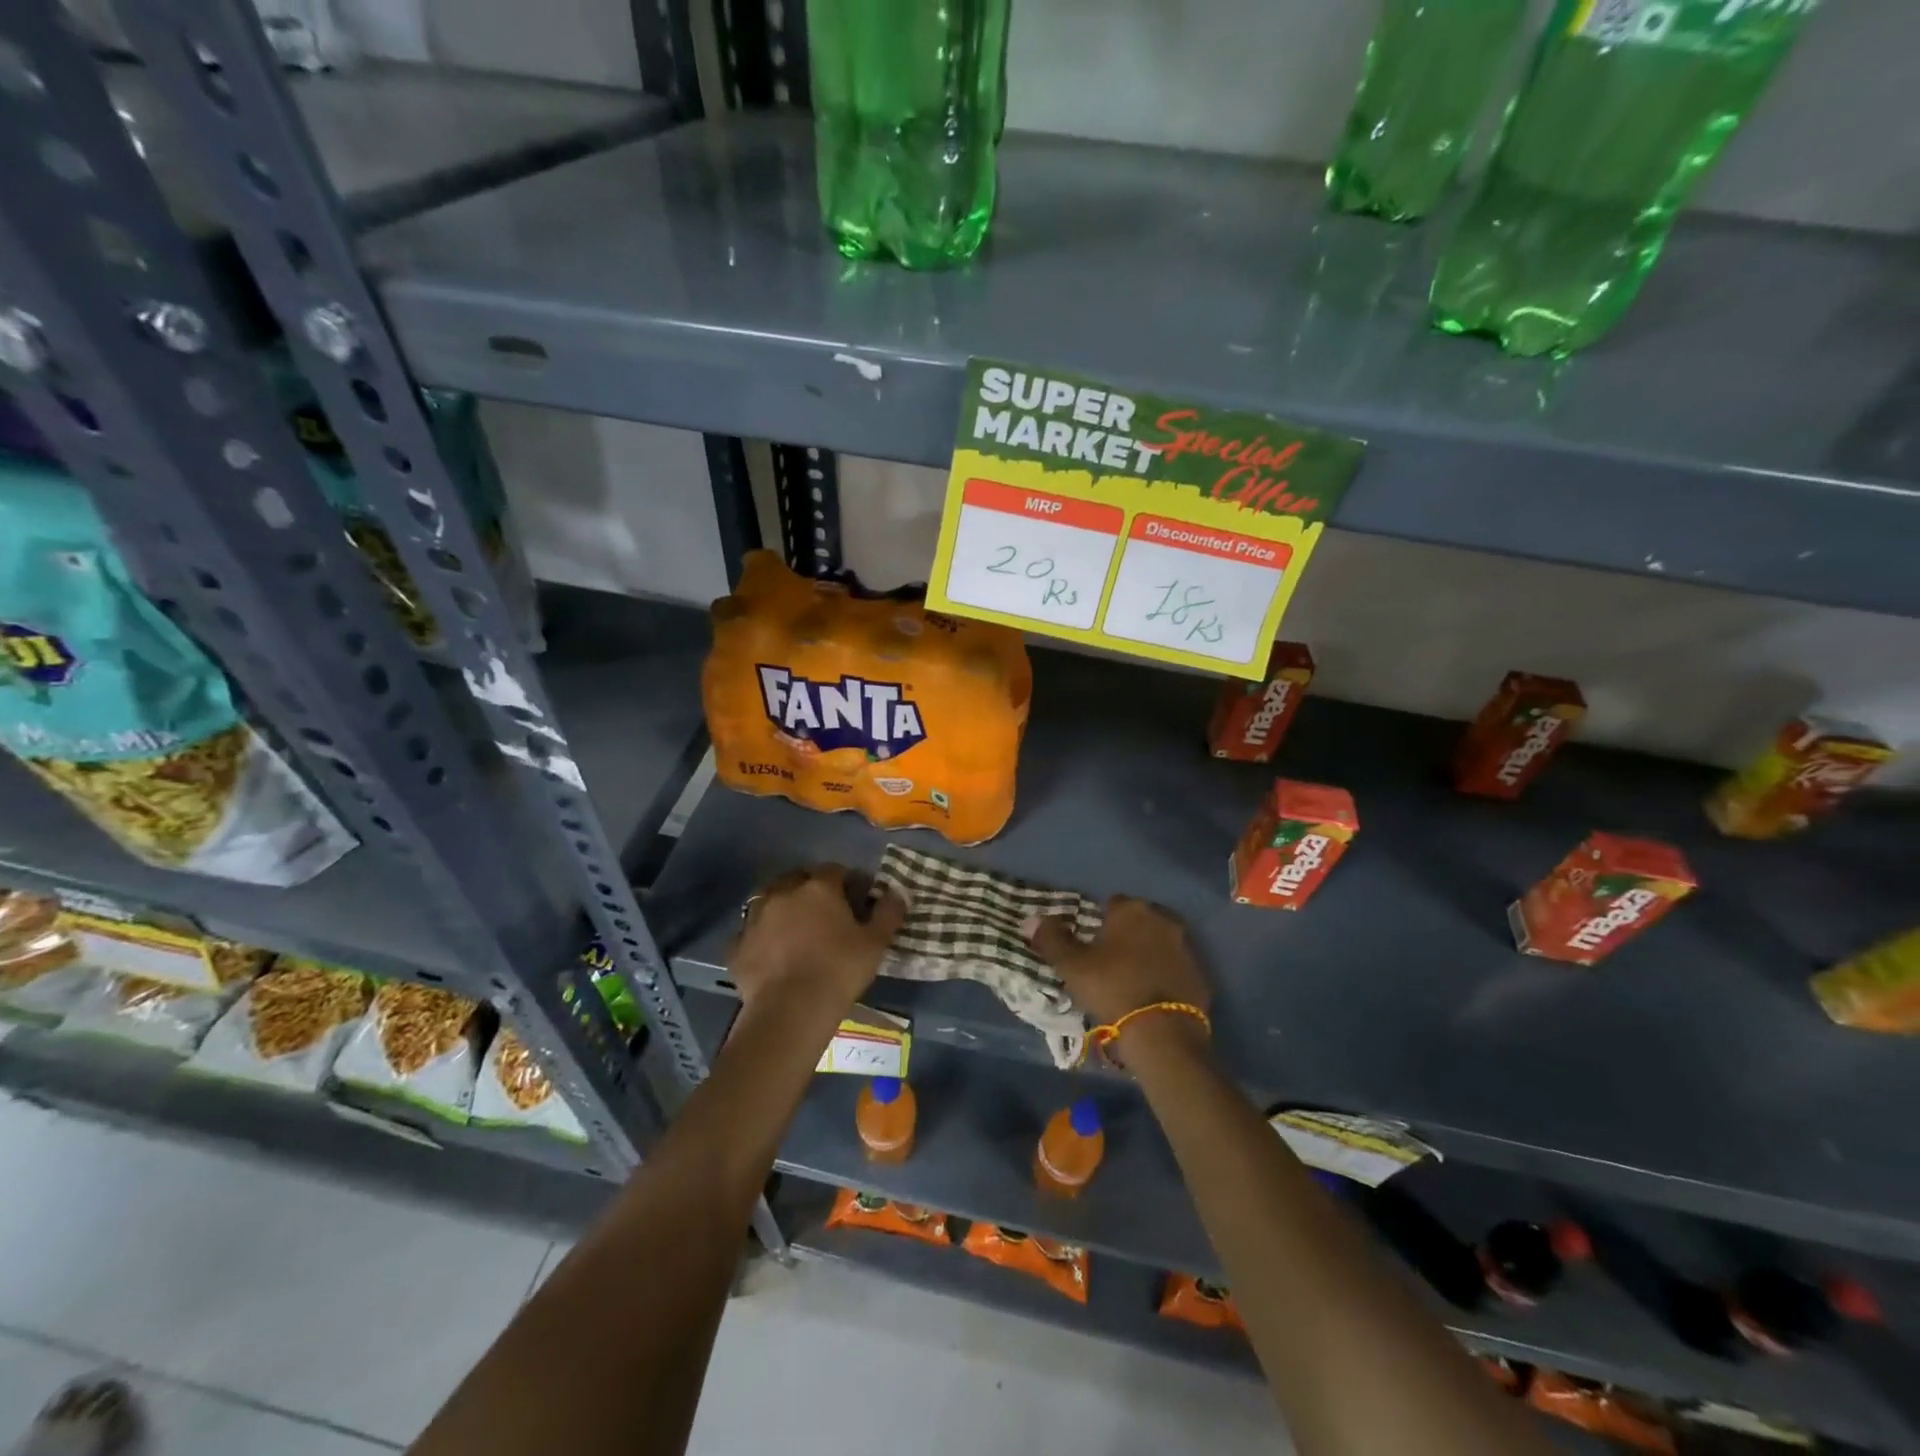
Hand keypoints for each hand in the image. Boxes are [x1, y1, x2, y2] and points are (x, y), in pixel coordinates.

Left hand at [730, 864, 905, 1017]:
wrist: (790, 1011)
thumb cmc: (839, 971)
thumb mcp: (876, 943)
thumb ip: (888, 912)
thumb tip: (897, 892)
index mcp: (818, 887)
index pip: (835, 870)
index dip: (848, 882)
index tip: (857, 900)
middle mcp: (783, 892)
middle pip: (798, 879)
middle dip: (811, 890)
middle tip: (826, 914)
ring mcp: (755, 917)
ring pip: (771, 901)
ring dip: (784, 909)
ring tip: (797, 932)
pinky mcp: (737, 945)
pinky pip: (753, 933)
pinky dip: (763, 938)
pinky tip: (774, 955)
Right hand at [1027, 894, 1210, 1031]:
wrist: (1161, 1032)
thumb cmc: (1111, 988)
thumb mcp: (1071, 966)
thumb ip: (1051, 939)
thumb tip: (1031, 919)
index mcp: (1132, 910)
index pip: (1112, 903)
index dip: (1099, 920)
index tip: (1090, 941)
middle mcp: (1163, 920)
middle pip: (1140, 919)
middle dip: (1127, 933)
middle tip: (1110, 958)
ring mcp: (1186, 947)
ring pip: (1161, 941)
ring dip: (1148, 952)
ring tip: (1130, 977)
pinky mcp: (1200, 975)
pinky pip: (1176, 967)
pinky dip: (1165, 974)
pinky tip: (1151, 994)